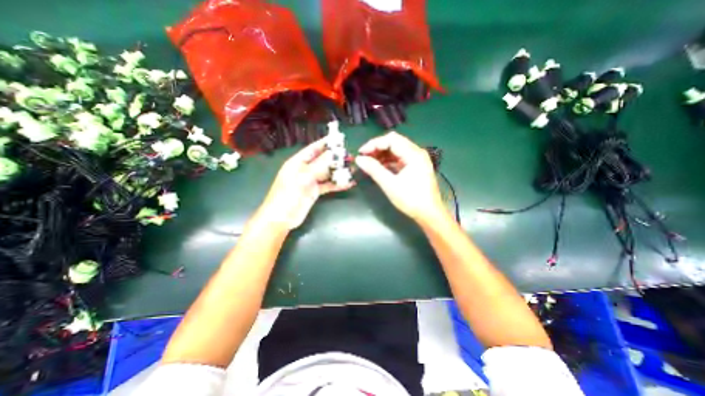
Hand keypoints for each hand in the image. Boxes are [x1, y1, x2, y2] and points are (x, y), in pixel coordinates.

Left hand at [258, 138, 351, 227]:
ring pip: (327, 173)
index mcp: (298, 162)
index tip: (339, 139)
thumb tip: (334, 153)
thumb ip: (320, 165)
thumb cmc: (288, 195)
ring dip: (339, 171)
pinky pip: (328, 185)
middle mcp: (305, 169)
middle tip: (350, 157)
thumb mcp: (304, 177)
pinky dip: (337, 184)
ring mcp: (310, 181)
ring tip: (352, 169)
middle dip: (336, 158)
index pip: (313, 149)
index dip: (326, 143)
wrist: (281, 219)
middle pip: (323, 160)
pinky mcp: (315, 191)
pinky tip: (348, 183)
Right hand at [355, 132, 441, 221]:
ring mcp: (417, 159)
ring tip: (369, 163)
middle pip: (394, 142)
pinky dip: (389, 161)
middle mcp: (417, 153)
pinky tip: (380, 167)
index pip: (391, 140)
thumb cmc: (411, 199)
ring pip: (396, 150)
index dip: (374, 144)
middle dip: (377, 148)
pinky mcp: (415, 167)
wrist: (429, 214)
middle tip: (364, 157)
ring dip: (382, 154)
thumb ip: (374, 169)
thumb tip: (359, 159)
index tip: (361, 153)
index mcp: (413, 154)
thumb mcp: (390, 184)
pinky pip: (400, 158)